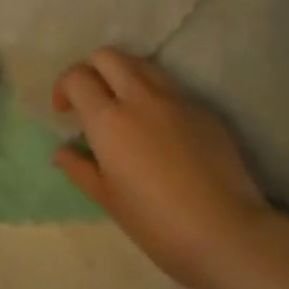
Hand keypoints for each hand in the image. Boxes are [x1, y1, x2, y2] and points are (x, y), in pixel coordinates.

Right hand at [51, 49, 268, 288]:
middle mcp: (140, 98)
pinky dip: (156, 98)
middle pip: (108, 56)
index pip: (77, 77)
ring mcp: (176, 100)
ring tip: (125, 105)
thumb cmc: (157, 223)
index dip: (64, 87)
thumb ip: (80, 169)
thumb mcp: (108, 200)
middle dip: (93, 70)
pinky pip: (172, 90)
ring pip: (142, 64)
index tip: (65, 111)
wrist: (228, 232)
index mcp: (109, 119)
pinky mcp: (203, 111)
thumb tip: (61, 152)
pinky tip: (162, 130)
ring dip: (125, 75)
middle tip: (92, 99)